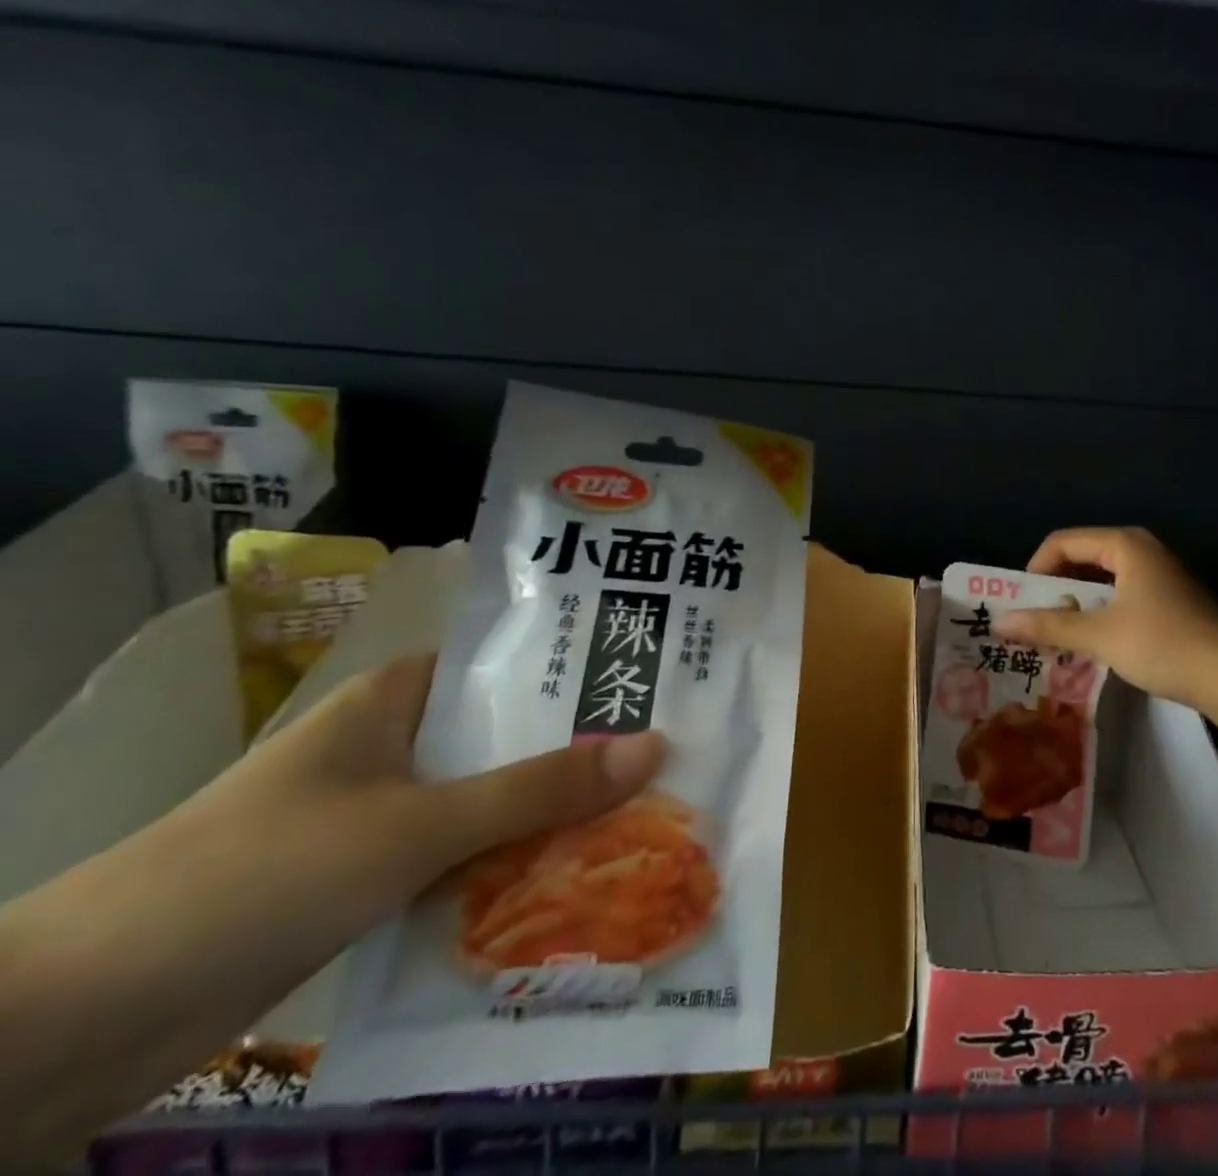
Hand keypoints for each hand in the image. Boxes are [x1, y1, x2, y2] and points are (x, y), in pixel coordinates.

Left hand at [206, 653, 667, 921]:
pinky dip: (511, 866)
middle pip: (510, 737)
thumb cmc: (258, 875)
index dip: (586, 669)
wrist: (73, 1021)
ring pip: (491, 801)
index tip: (659, 681)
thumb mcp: (415, 826)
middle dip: (583, 752)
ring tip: (648, 812)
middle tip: (674, 753)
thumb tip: (656, 746)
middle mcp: (397, 744)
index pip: (514, 665)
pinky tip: (576, 878)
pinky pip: (464, 858)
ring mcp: (381, 812)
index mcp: (401, 697)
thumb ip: (536, 790)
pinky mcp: (370, 877)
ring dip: (552, 816)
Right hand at [994, 527, 1217, 716]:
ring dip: (1077, 604)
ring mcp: (1159, 575)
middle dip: (1055, 588)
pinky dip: (1100, 612)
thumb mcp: (1100, 635)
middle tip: (1035, 622)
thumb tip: (999, 622)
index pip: (1063, 542)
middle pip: (1082, 558)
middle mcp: (1141, 550)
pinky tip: (1093, 642)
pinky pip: (1121, 595)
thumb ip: (1049, 626)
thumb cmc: (1164, 644)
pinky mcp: (1169, 600)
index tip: (1021, 605)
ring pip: (1102, 580)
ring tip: (1057, 635)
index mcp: (1125, 544)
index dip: (1035, 570)